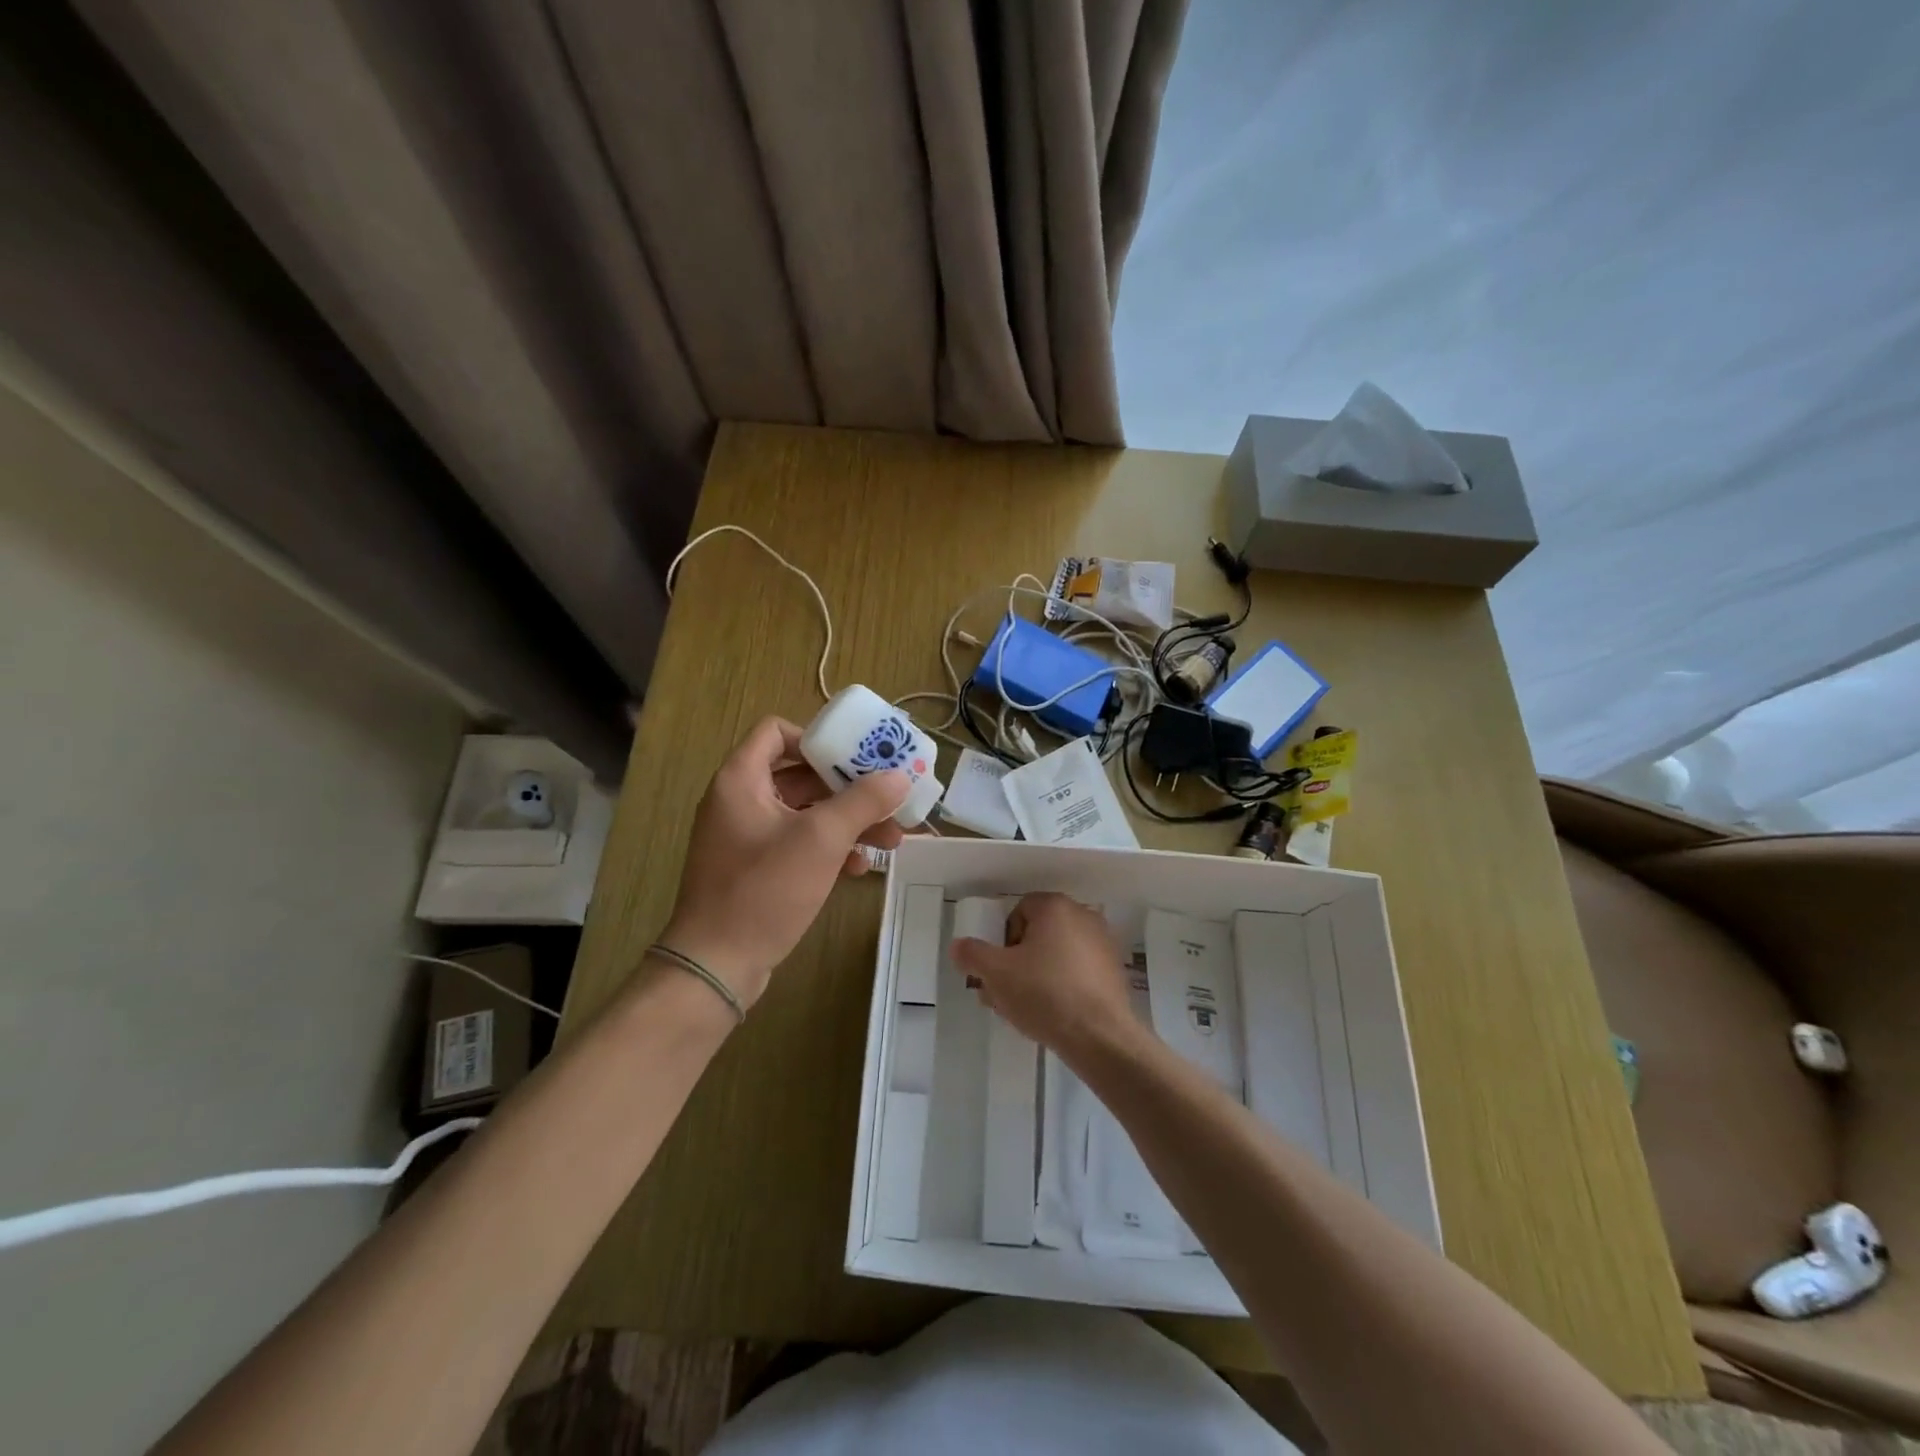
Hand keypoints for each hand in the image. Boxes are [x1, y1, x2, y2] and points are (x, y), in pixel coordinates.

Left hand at [662, 717, 906, 1009]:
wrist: (716, 965)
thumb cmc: (765, 890)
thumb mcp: (821, 839)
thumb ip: (863, 802)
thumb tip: (899, 777)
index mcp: (741, 779)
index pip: (777, 732)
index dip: (817, 739)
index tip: (855, 758)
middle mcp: (739, 800)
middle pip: (800, 775)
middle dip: (848, 789)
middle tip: (888, 800)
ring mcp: (745, 837)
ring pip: (804, 813)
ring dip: (846, 822)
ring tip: (889, 841)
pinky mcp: (754, 869)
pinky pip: (797, 843)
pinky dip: (828, 848)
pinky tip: (857, 869)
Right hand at [949, 892, 1140, 1059]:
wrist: (1099, 1036)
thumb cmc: (1044, 994)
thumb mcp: (996, 974)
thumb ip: (972, 955)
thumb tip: (958, 946)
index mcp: (1056, 907)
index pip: (1018, 911)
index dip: (1003, 940)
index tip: (998, 969)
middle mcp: (1083, 916)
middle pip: (1038, 934)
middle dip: (1017, 961)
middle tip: (1003, 992)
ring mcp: (1103, 944)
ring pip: (1057, 954)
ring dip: (1036, 975)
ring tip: (1023, 1009)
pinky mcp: (1114, 972)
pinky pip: (1078, 971)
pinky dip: (1062, 985)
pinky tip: (1051, 1014)